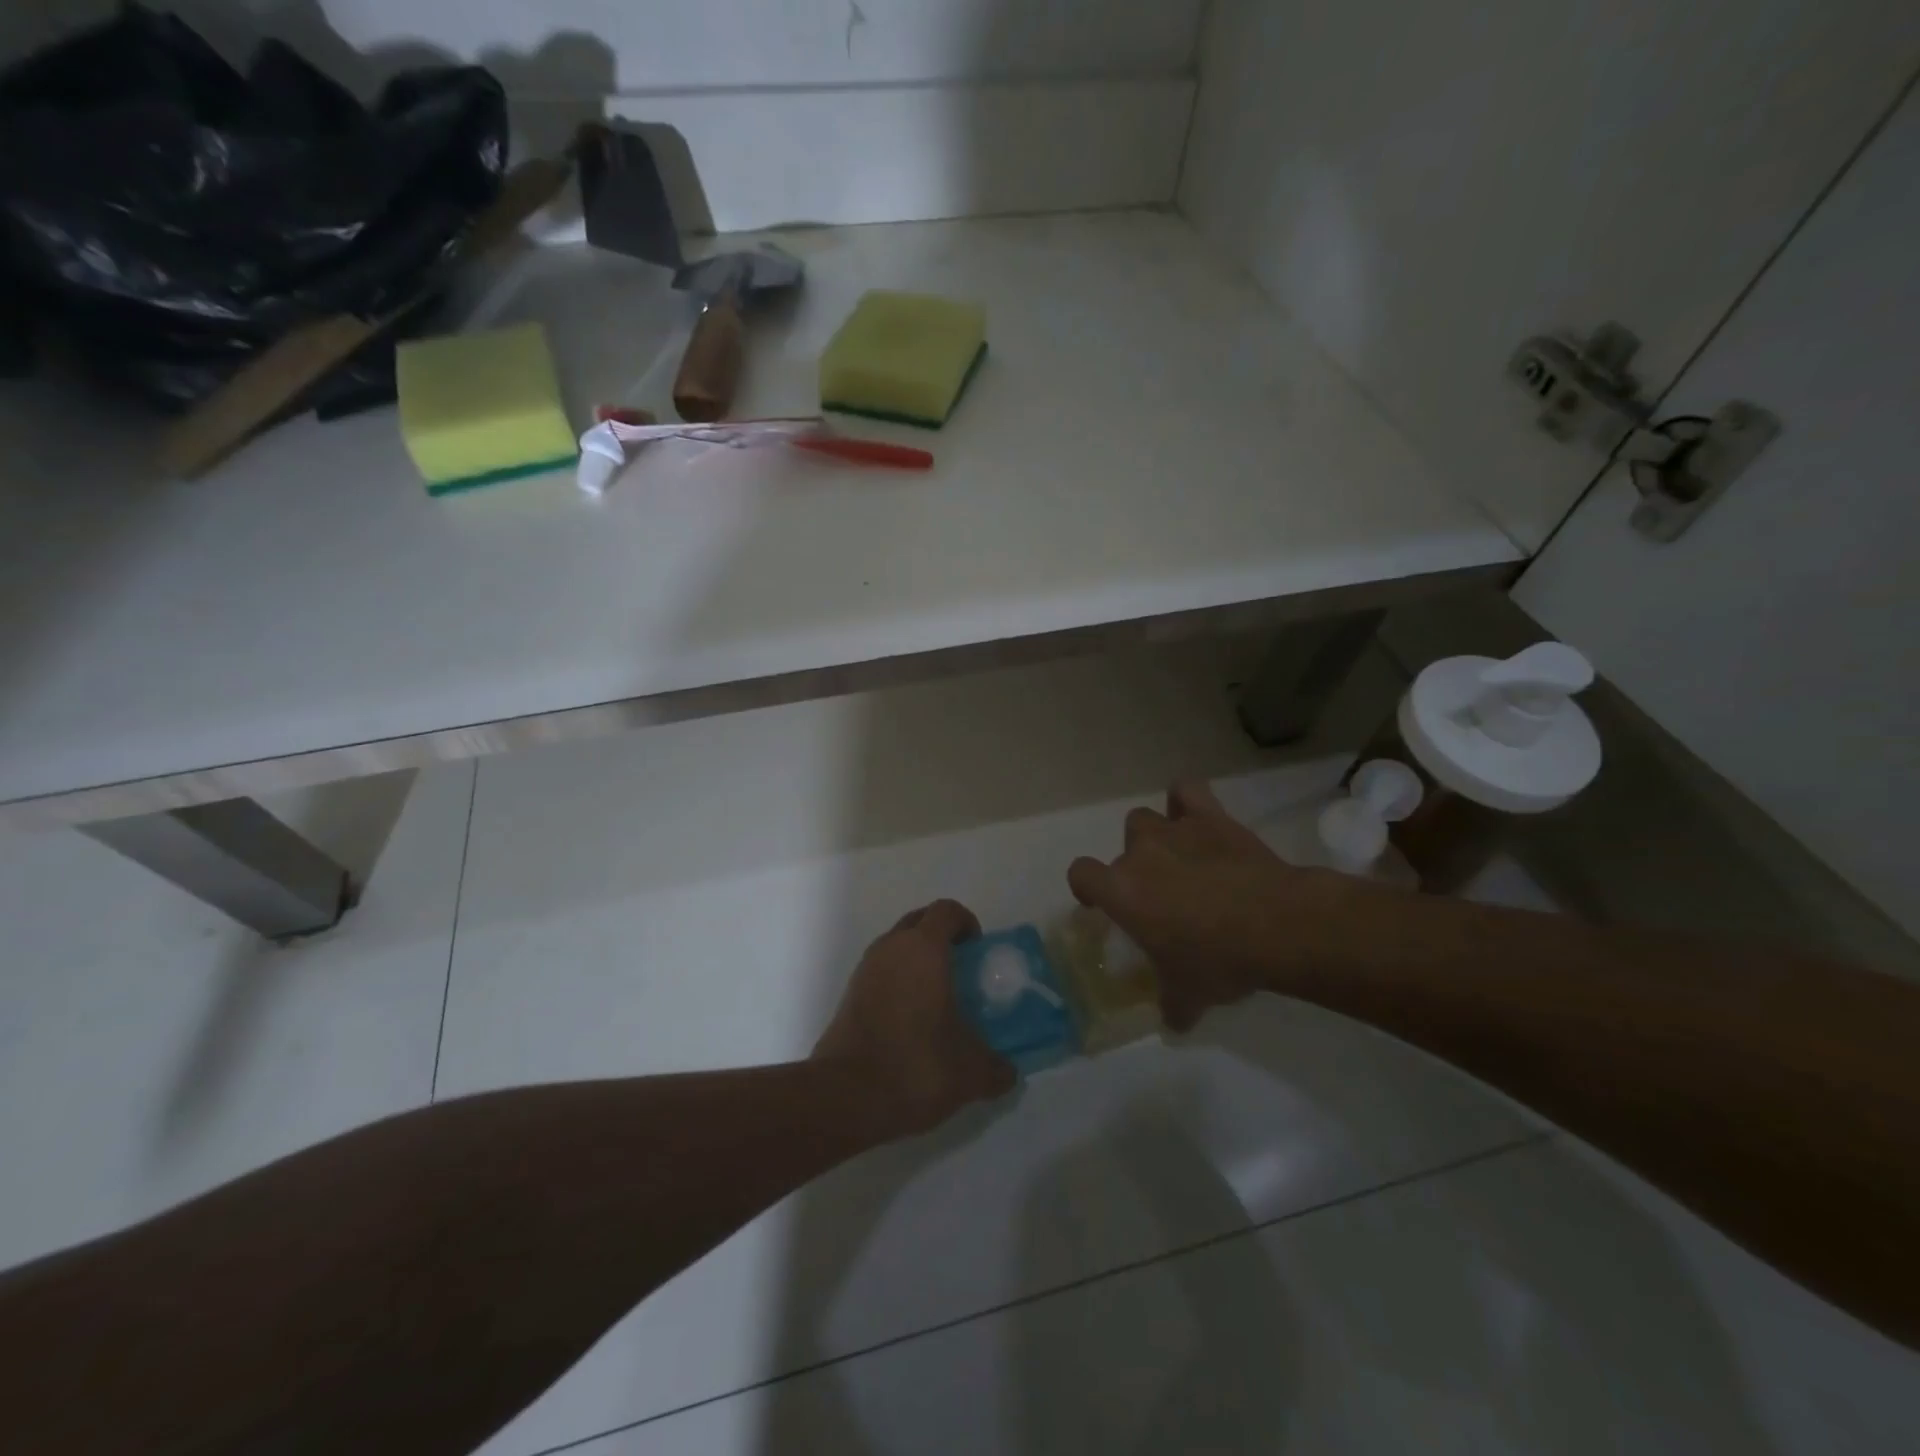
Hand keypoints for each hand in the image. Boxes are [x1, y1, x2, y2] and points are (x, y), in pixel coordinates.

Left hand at [813, 899, 1016, 1138]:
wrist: (846, 1096)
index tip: (978, 951)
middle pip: (919, 921)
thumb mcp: (970, 1072)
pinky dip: (898, 983)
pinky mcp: (849, 995)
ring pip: (896, 946)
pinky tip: (911, 1020)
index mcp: (924, 949)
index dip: (966, 923)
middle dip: (941, 936)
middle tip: (961, 970)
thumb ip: (996, 1067)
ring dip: (917, 960)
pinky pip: (880, 973)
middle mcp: (891, 948)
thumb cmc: (916, 1065)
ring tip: (938, 998)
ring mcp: (865, 970)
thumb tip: (1008, 1073)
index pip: (946, 910)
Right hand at [1067, 780, 1389, 1031]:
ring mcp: (1174, 830)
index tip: (1101, 903)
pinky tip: (1196, 817)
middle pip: (1122, 849)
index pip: (1081, 874)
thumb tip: (1173, 1023)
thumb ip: (1172, 1004)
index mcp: (1122, 892)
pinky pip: (1186, 791)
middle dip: (1136, 869)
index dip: (1088, 887)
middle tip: (1162, 895)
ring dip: (1156, 836)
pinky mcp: (1209, 817)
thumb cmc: (1219, 961)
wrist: (1276, 926)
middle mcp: (1139, 854)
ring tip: (1180, 857)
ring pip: (1145, 819)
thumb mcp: (1189, 994)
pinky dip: (1186, 802)